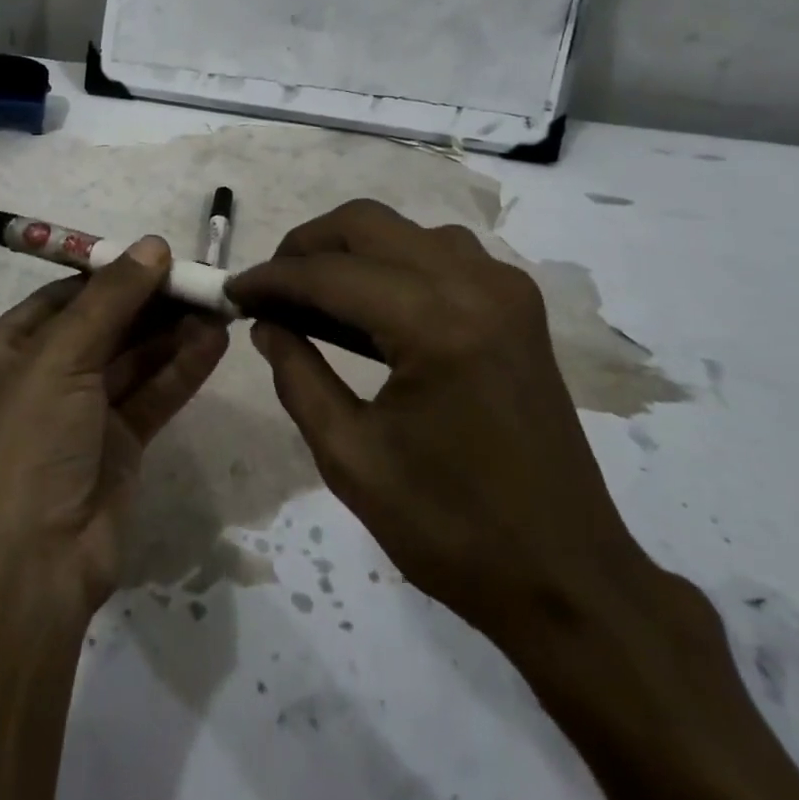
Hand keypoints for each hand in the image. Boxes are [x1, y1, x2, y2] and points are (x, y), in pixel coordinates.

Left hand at [0, 236, 229, 627]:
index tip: (162, 255)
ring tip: (219, 304)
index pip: (65, 296)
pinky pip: (151, 394)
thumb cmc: (27, 444)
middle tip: (202, 279)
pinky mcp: (116, 445)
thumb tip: (154, 243)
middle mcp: (39, 376)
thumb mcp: (60, 358)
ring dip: (173, 332)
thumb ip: (111, 299)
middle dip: (152, 302)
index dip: (113, 273)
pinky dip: (181, 369)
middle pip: (104, 324)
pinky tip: (215, 342)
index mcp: (4, 350)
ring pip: (132, 359)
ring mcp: (79, 413)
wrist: (31, 570)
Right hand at [226, 199, 654, 649]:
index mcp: (436, 325)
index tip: (230, 291)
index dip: (271, 279)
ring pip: (403, 229)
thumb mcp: (350, 459)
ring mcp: (504, 288)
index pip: (330, 274)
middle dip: (305, 247)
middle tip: (268, 289)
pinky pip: (439, 251)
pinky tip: (369, 304)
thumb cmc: (453, 530)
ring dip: (349, 249)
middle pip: (366, 224)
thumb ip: (297, 376)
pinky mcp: (517, 304)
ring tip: (312, 295)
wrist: (568, 575)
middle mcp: (475, 285)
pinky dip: (391, 262)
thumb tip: (266, 323)